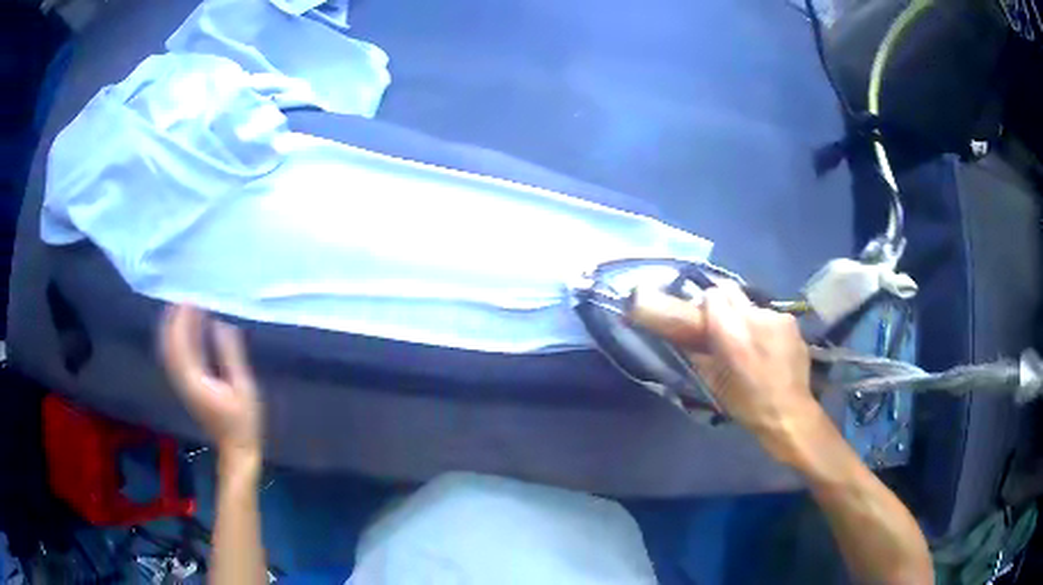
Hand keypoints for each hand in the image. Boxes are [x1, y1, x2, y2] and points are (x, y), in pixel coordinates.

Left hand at [159, 305, 262, 465]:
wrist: (236, 449)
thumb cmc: (244, 421)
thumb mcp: (243, 387)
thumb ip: (230, 355)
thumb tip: (220, 323)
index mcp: (194, 380)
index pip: (179, 343)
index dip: (181, 318)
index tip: (190, 296)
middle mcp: (182, 380)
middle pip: (168, 344)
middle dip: (173, 318)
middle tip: (185, 294)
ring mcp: (182, 384)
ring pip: (169, 350)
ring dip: (173, 326)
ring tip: (185, 305)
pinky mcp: (186, 386)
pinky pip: (175, 356)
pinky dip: (178, 338)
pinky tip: (189, 328)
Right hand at [632, 283, 820, 461]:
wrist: (788, 412)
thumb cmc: (746, 404)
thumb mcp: (713, 383)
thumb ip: (699, 354)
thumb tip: (689, 337)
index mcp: (729, 332)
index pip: (712, 295)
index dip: (707, 306)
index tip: (706, 320)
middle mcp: (752, 316)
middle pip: (731, 290)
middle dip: (725, 303)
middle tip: (726, 324)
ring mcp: (775, 316)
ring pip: (753, 305)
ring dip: (749, 318)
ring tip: (754, 343)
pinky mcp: (791, 321)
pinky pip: (772, 317)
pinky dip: (768, 327)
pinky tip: (771, 349)